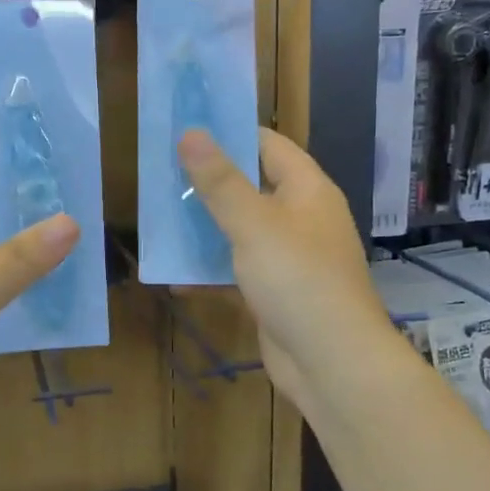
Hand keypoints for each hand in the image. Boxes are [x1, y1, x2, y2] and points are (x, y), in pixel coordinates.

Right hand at [178, 128, 396, 415]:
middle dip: (207, 183)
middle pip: (250, 188)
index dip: (230, 133)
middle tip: (160, 174)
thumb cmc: (298, 280)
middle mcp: (300, 218)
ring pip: (239, 232)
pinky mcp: (274, 293)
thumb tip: (191, 132)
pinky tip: (173, 276)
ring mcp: (288, 258)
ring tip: (158, 219)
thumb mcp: (254, 224)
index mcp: (307, 190)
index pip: (268, 145)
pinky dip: (209, 272)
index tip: (185, 128)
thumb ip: (220, 181)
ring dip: (203, 229)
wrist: (331, 363)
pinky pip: (236, 272)